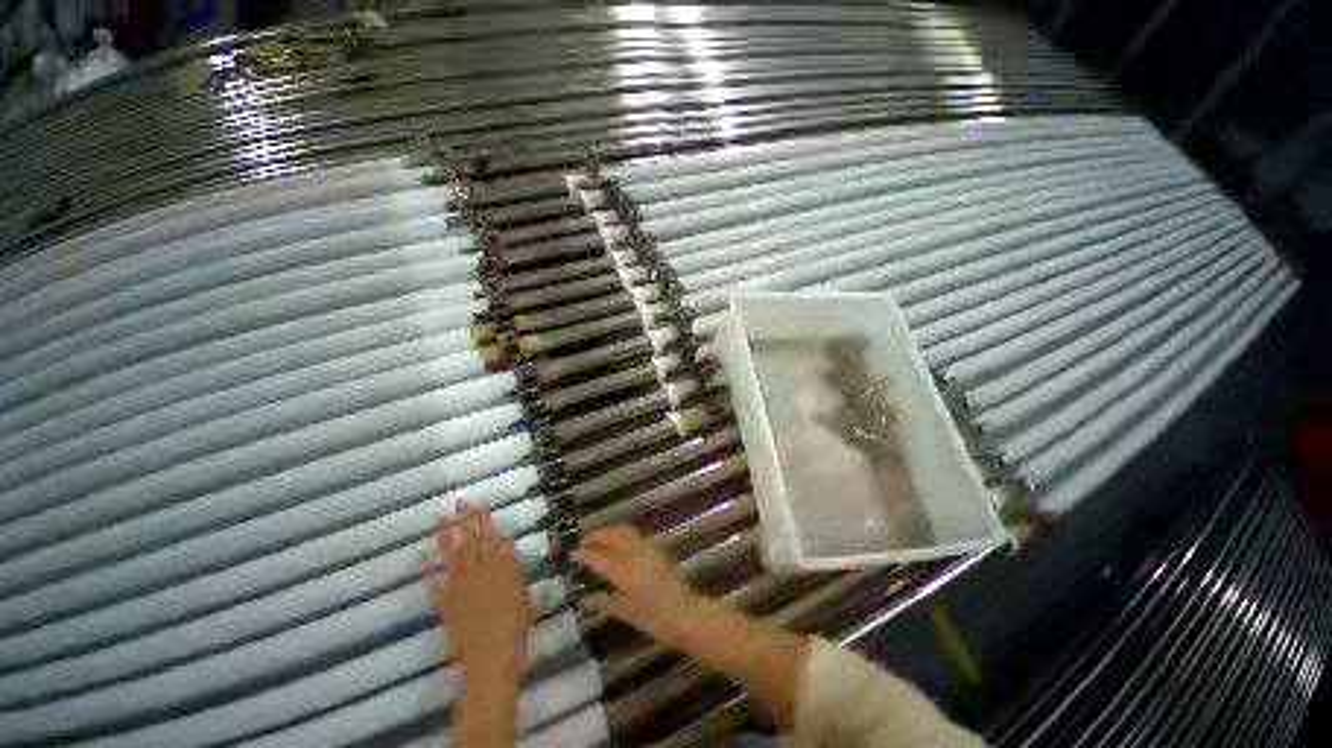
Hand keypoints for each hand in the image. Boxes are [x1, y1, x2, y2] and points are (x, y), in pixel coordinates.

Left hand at [425, 507, 534, 677]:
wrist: (492, 653)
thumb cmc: (516, 624)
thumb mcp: (523, 591)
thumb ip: (513, 567)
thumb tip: (507, 542)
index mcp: (500, 567)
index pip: (492, 538)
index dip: (485, 521)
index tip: (480, 505)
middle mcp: (479, 572)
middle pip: (471, 542)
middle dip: (466, 522)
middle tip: (460, 504)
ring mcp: (461, 587)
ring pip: (454, 556)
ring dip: (447, 538)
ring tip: (442, 521)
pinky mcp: (447, 604)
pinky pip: (436, 584)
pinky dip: (429, 573)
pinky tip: (422, 560)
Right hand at [573, 525, 698, 643]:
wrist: (681, 611)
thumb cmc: (649, 616)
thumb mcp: (621, 611)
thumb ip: (601, 600)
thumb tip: (584, 597)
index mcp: (620, 568)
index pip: (596, 555)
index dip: (583, 553)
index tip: (572, 554)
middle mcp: (631, 551)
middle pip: (609, 535)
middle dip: (594, 535)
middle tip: (582, 542)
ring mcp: (644, 546)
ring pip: (621, 529)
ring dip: (607, 531)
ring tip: (597, 538)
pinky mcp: (653, 546)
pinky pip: (632, 533)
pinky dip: (620, 532)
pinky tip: (615, 542)